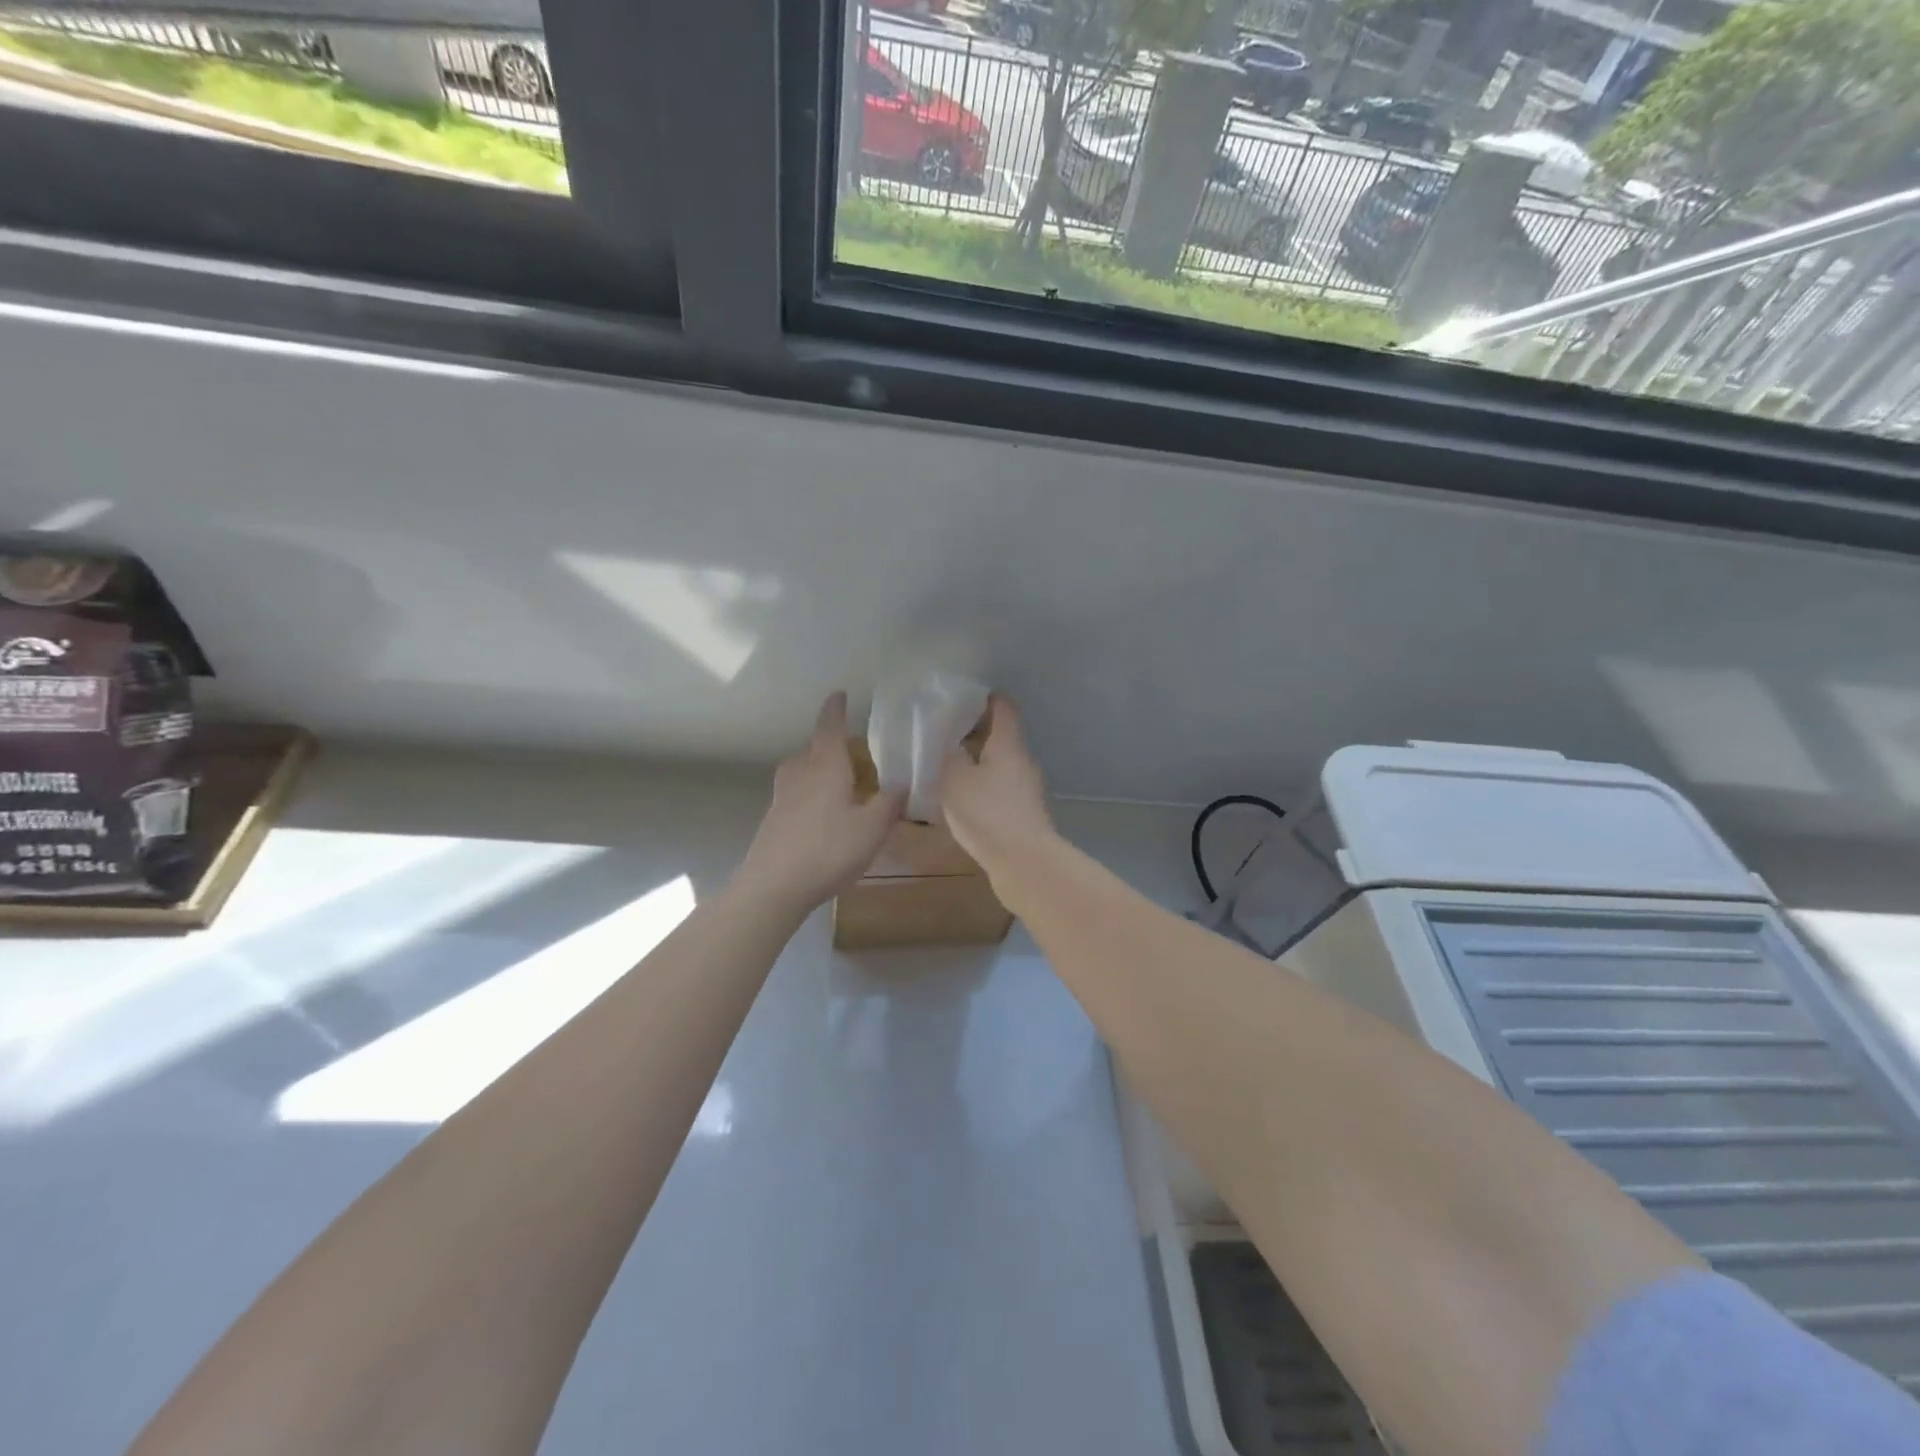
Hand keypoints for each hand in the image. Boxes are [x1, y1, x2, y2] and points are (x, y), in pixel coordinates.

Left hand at [735, 692, 905, 913]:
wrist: (773, 886)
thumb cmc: (828, 850)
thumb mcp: (872, 828)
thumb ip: (889, 804)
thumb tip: (901, 784)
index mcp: (826, 766)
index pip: (830, 727)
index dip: (836, 709)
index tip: (839, 694)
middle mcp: (800, 773)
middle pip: (813, 749)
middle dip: (831, 744)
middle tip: (854, 752)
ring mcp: (782, 796)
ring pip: (801, 770)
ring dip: (817, 769)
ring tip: (839, 782)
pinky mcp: (773, 819)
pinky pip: (794, 793)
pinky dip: (809, 793)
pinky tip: (823, 815)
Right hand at [938, 694, 1056, 882]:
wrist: (1024, 864)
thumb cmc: (988, 814)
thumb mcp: (954, 780)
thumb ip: (945, 756)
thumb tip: (944, 742)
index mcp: (1009, 744)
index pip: (1003, 708)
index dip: (984, 698)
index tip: (961, 697)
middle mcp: (1023, 761)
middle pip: (1002, 735)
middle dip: (975, 731)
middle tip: (944, 732)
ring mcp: (1027, 789)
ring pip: (1001, 763)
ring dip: (978, 761)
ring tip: (948, 766)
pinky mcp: (1024, 813)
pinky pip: (1001, 788)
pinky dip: (983, 785)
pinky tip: (962, 799)